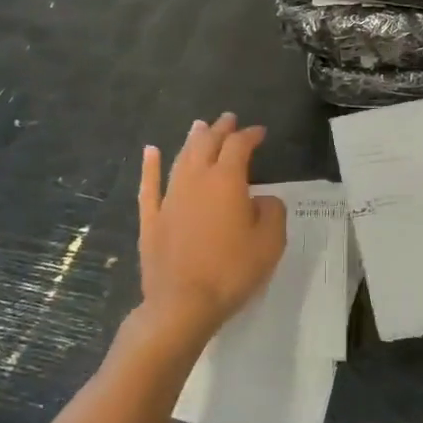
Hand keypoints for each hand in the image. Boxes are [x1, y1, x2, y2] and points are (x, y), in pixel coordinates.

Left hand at [135, 114, 285, 347]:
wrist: (182, 303)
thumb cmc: (232, 271)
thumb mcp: (270, 243)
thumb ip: (272, 212)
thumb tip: (264, 199)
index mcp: (227, 180)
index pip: (239, 146)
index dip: (250, 135)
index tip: (260, 132)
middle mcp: (196, 179)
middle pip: (207, 144)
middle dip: (220, 129)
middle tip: (228, 119)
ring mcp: (170, 197)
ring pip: (181, 158)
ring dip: (192, 140)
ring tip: (199, 127)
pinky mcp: (151, 218)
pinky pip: (150, 184)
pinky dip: (151, 165)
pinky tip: (151, 151)